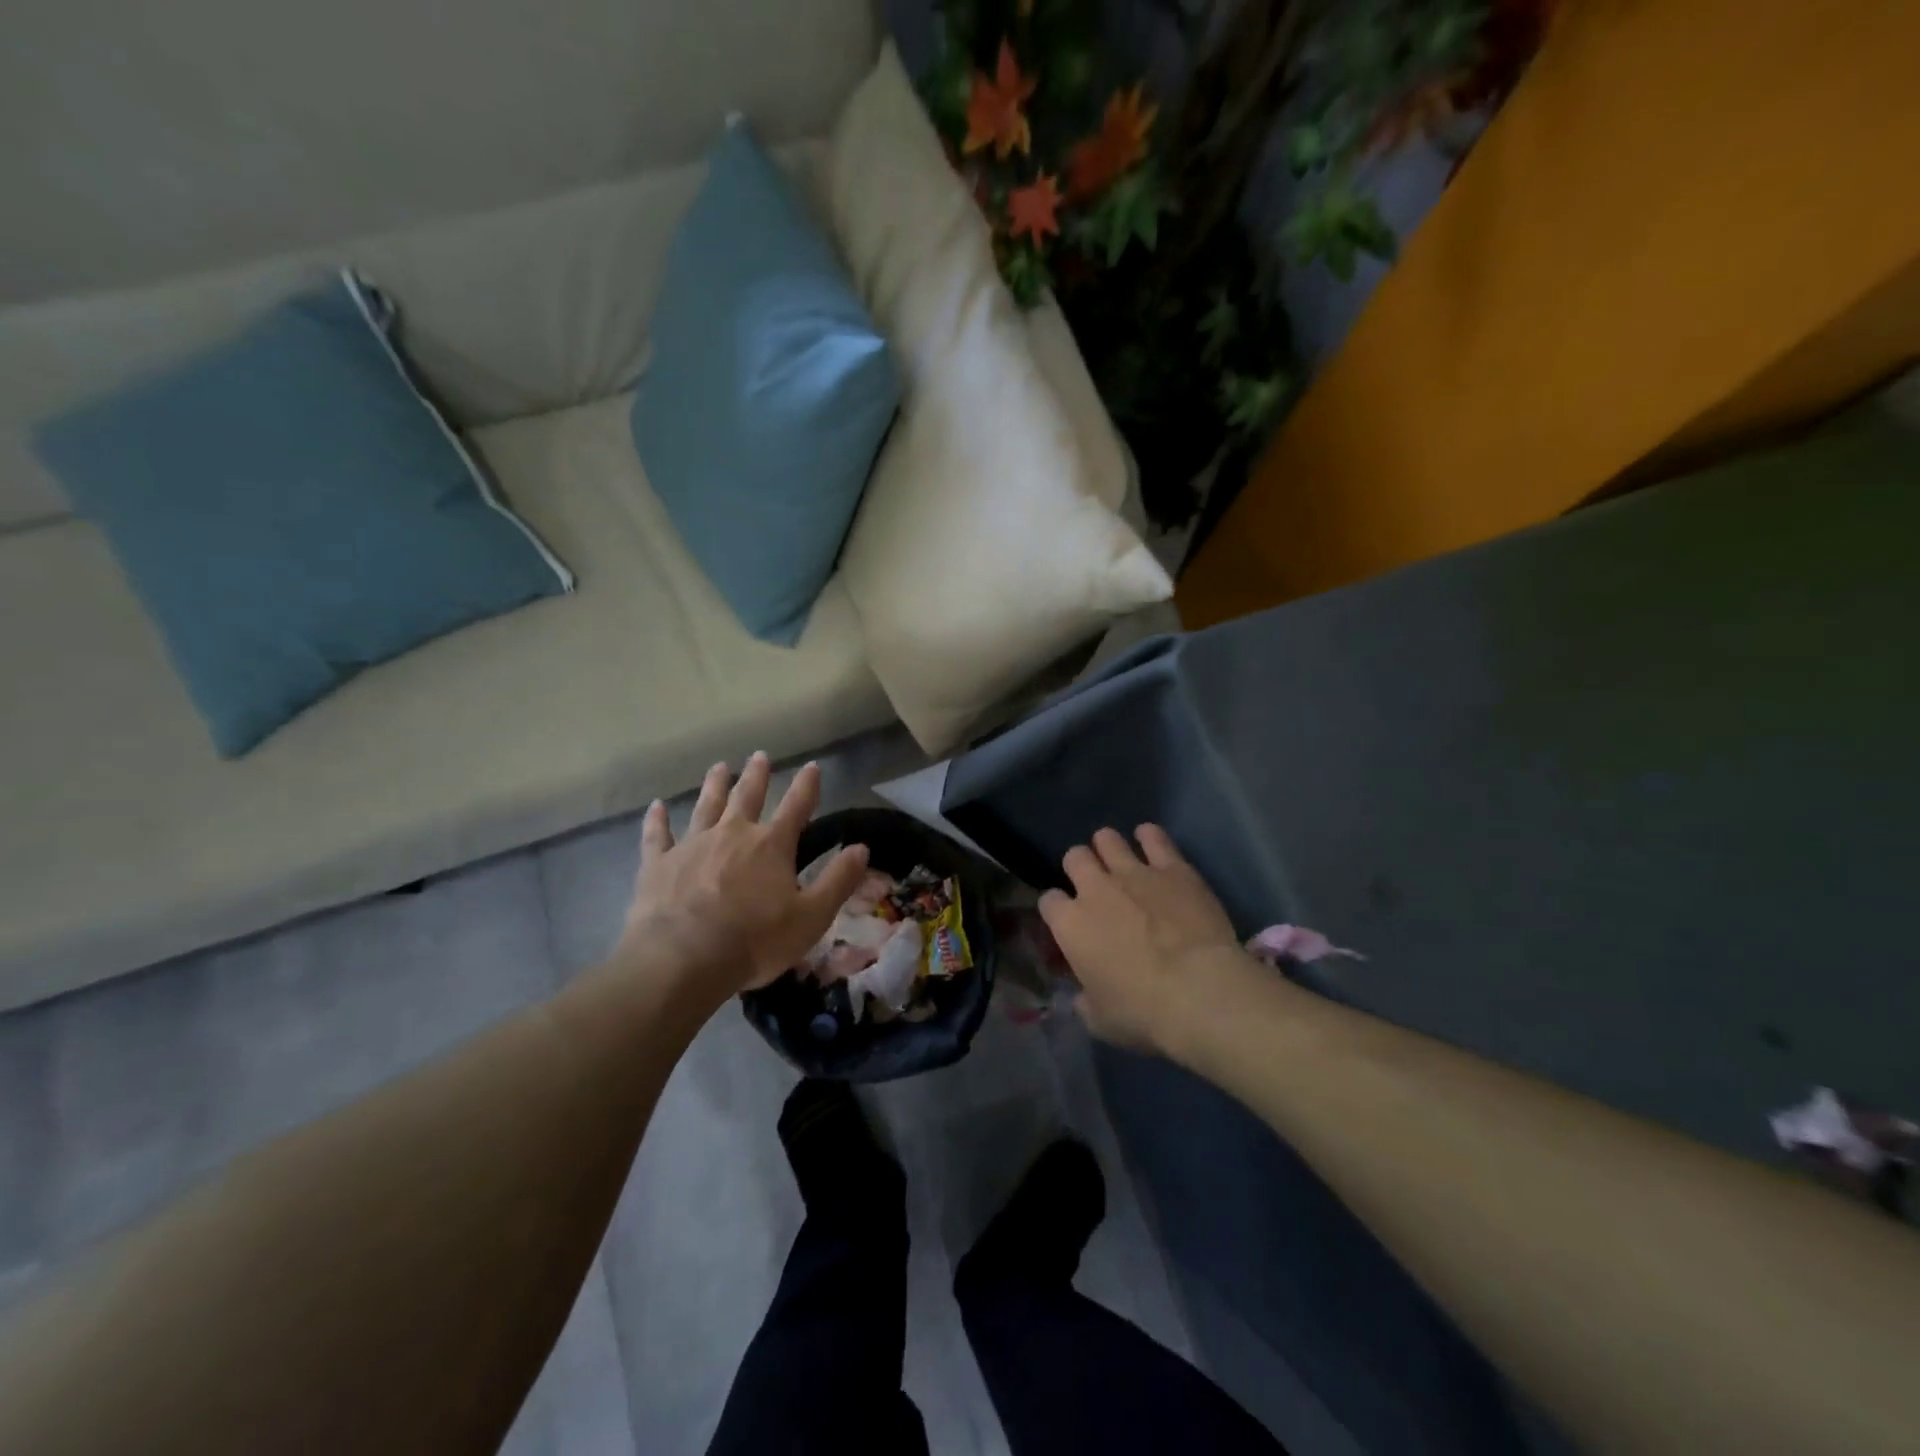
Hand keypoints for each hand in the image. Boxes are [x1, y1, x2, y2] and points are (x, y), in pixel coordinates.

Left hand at [615, 754, 868, 1002]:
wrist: (682, 959)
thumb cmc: (755, 940)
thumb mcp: (812, 916)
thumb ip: (838, 880)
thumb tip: (862, 848)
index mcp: (771, 845)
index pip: (796, 806)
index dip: (807, 786)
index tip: (812, 766)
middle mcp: (732, 834)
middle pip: (746, 796)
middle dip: (756, 776)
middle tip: (759, 756)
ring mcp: (692, 845)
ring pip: (705, 806)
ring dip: (714, 785)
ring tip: (719, 767)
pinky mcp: (659, 864)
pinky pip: (658, 835)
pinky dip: (657, 820)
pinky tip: (655, 807)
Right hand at [1039, 825, 1254, 1053]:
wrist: (1200, 991)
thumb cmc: (1143, 1013)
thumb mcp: (1102, 1021)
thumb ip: (1086, 1002)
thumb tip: (1083, 997)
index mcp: (1070, 925)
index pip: (1048, 901)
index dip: (1057, 908)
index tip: (1067, 920)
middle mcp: (1095, 888)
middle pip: (1075, 858)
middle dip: (1080, 866)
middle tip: (1094, 883)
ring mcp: (1134, 872)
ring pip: (1108, 839)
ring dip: (1108, 846)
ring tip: (1117, 857)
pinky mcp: (1172, 867)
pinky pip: (1154, 837)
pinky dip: (1149, 837)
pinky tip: (1150, 840)